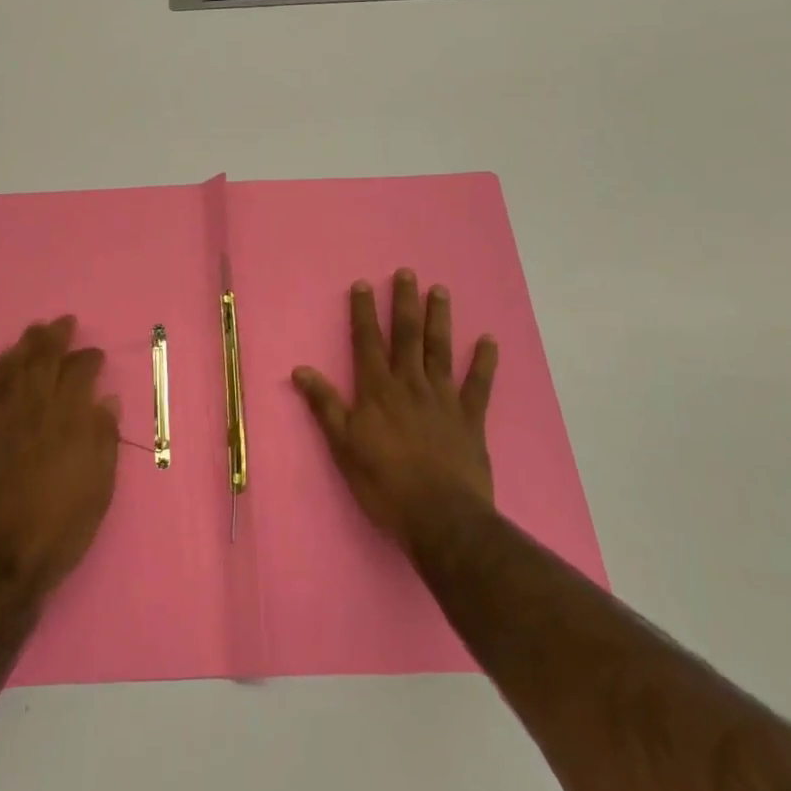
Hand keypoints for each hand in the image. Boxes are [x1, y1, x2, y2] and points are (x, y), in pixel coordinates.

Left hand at [0, 316, 119, 595]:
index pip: (80, 373)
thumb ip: (104, 439)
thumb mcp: (100, 488)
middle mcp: (38, 411)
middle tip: (65, 322)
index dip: (89, 358)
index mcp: (71, 422)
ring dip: (28, 344)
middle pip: (46, 360)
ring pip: (17, 368)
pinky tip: (7, 358)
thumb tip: (106, 400)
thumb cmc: (62, 527)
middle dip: (57, 337)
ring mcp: (7, 419)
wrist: (4, 559)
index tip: (95, 355)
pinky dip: (1, 367)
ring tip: (37, 329)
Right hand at [292, 270, 498, 552]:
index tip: (363, 284)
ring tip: (440, 290)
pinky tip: (489, 340)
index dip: (363, 312)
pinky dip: (484, 361)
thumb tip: (300, 370)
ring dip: (439, 318)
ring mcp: (443, 398)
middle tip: (407, 273)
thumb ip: (325, 405)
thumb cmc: (384, 483)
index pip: (367, 341)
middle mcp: (410, 384)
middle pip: (407, 335)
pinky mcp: (470, 418)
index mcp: (377, 390)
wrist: (440, 517)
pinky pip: (479, 383)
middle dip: (404, 302)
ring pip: (440, 349)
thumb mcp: (343, 446)